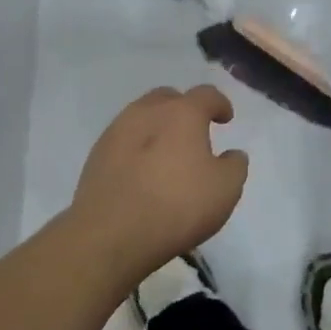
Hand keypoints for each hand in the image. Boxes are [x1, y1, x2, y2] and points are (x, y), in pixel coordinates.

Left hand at [70, 86, 249, 278]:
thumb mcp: (225, 189)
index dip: (220, 104)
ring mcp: (116, 132)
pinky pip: (123, 141)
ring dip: (157, 127)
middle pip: (168, 98)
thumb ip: (234, 166)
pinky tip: (142, 172)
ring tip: (166, 153)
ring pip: (141, 117)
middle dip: (184, 109)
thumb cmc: (177, 205)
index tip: (225, 119)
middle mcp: (147, 112)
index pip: (206, 95)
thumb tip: (231, 155)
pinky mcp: (96, 156)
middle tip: (194, 132)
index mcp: (182, 113)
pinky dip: (137, 148)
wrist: (110, 234)